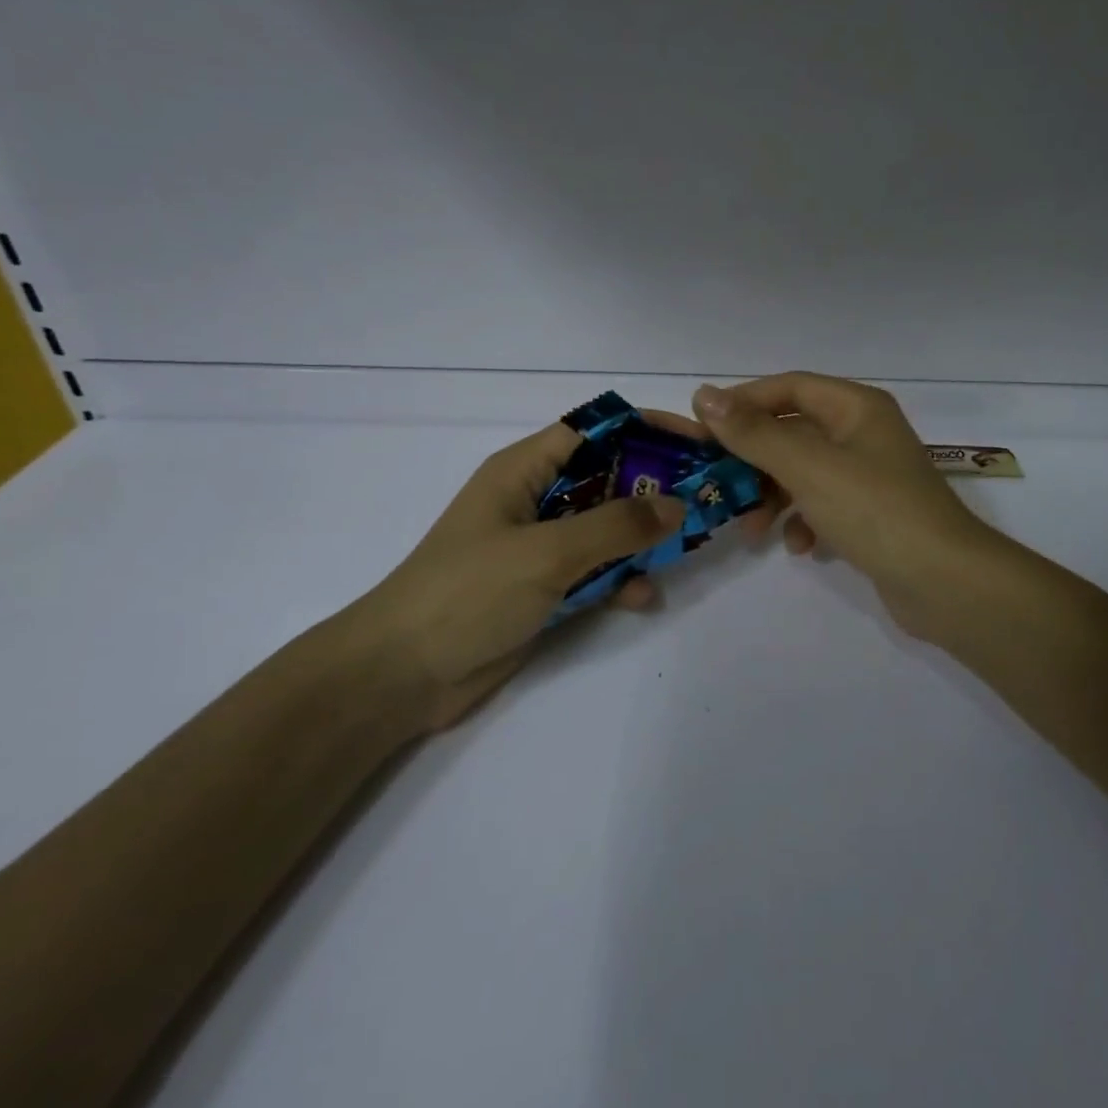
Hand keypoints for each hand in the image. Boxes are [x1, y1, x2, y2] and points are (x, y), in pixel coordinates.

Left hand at [341, 421, 688, 730]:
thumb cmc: (467, 594)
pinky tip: (642, 598)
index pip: (597, 430)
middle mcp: (537, 499)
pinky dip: (621, 579)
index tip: (699, 445)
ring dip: (644, 538)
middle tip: (707, 502)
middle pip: (610, 478)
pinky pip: (596, 571)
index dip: (648, 429)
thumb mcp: (546, 553)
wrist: (400, 677)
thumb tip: (678, 505)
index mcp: (525, 469)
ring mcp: (541, 545)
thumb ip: (615, 527)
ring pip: (608, 527)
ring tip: (686, 550)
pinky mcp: (544, 587)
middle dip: (657, 489)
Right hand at [693, 373, 1005, 643]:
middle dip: (754, 458)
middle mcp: (864, 433)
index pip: (789, 387)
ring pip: (804, 472)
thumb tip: (704, 394)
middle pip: (794, 431)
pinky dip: (804, 521)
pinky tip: (799, 547)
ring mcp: (870, 475)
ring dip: (773, 496)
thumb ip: (754, 432)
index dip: (743, 402)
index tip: (701, 428)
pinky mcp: (872, 514)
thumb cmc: (874, 510)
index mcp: (856, 407)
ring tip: (751, 529)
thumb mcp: (807, 466)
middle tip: (718, 483)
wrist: (945, 582)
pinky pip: (823, 505)